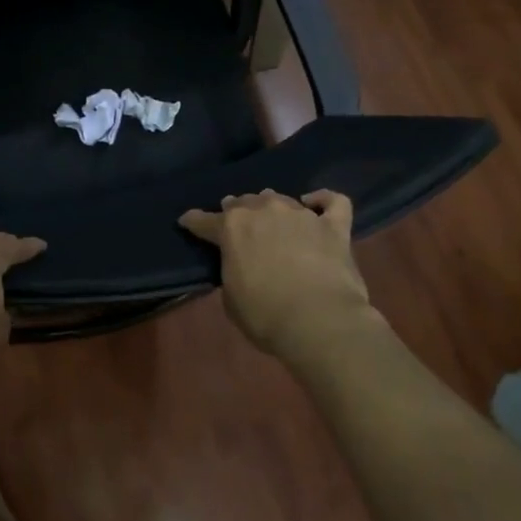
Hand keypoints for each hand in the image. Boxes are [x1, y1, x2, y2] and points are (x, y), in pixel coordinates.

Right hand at [179, 190, 370, 356]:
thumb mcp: (231, 298)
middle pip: (243, 202)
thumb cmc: (266, 316)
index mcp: (231, 227)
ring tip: (274, 219)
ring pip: (280, 198)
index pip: (203, 220)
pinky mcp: (332, 226)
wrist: (320, 322)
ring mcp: (300, 214)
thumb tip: (241, 265)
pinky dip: (323, 200)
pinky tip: (315, 204)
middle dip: (237, 211)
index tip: (187, 222)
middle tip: (240, 227)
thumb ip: (232, 271)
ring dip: (272, 207)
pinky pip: (333, 201)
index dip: (193, 221)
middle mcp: (262, 210)